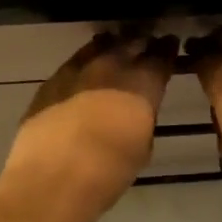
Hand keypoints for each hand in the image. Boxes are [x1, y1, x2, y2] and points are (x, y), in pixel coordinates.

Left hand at [0, 33, 178, 221]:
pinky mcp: (53, 79)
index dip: (167, 50)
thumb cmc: (107, 172)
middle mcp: (113, 67)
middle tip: (145, 45)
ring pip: (101, 45)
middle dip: (141, 44)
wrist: (52, 177)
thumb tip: (137, 112)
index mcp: (142, 84)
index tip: (170, 46)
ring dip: (112, 47)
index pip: (161, 57)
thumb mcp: (141, 148)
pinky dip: (85, 61)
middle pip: (132, 43)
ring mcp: (80, 69)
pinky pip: (75, 60)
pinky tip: (85, 70)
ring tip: (116, 51)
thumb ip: (142, 119)